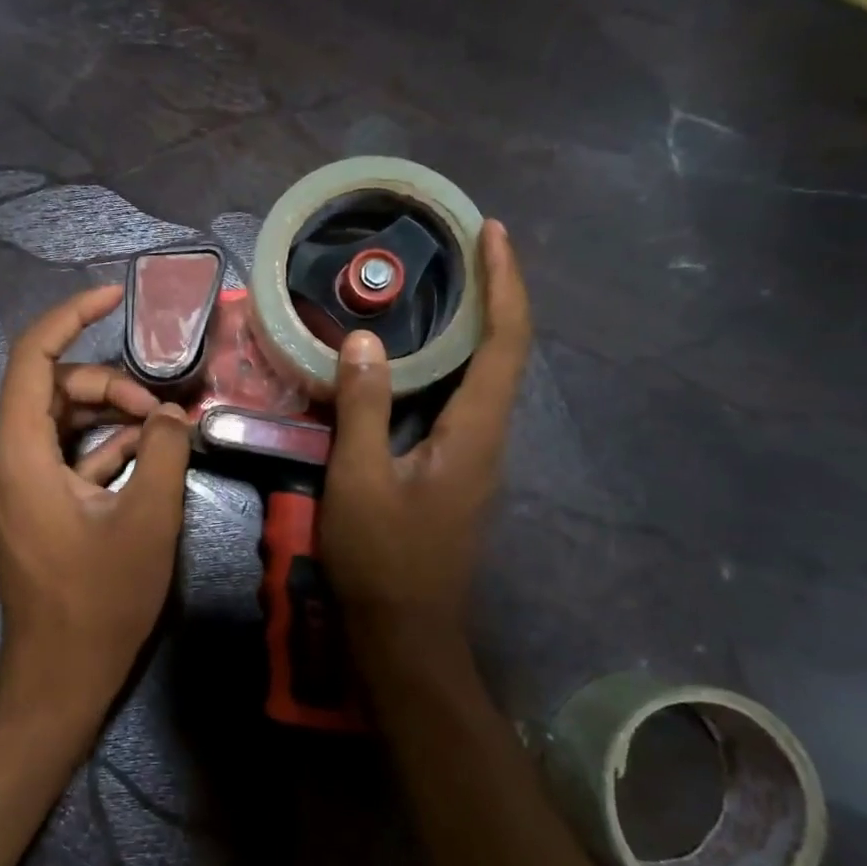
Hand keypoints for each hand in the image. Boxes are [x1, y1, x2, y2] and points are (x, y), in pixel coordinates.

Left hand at [0, 285, 192, 731]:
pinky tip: (148, 456)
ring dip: (112, 417)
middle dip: (110, 385)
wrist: (59, 677)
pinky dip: (103, 448)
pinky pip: (65, 457)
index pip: (32, 357)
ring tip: (165, 431)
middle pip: (53, 388)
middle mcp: (7, 460)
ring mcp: (18, 485)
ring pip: (61, 422)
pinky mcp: (33, 506)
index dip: (71, 315)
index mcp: (20, 453)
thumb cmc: (99, 601)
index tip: (115, 297)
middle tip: (165, 411)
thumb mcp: (148, 520)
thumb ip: (165, 452)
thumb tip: (173, 414)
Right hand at [321, 220, 531, 650]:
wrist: (405, 633)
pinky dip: (453, 366)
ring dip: (476, 328)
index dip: (504, 283)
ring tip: (444, 290)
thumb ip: (363, 408)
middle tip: (463, 251)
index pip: (505, 343)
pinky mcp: (458, 474)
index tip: (491, 232)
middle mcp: (489, 440)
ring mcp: (477, 460)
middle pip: (506, 353)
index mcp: (475, 434)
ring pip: (487, 379)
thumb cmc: (382, 559)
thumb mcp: (360, 480)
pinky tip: (418, 362)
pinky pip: (464, 403)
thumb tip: (365, 342)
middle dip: (495, 295)